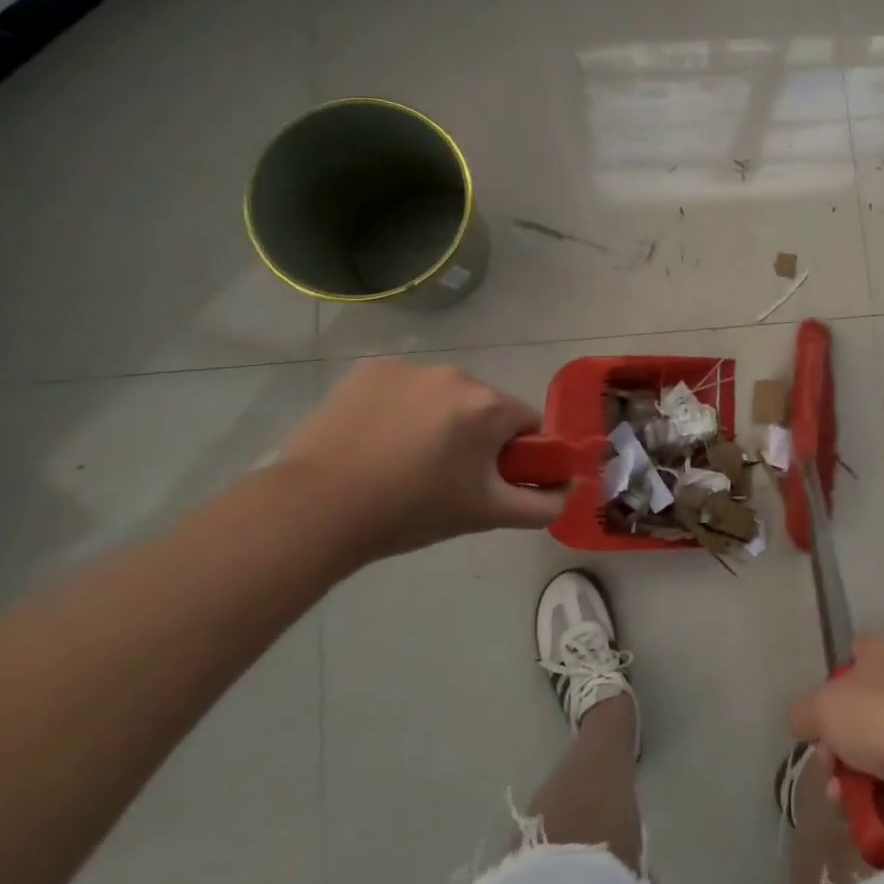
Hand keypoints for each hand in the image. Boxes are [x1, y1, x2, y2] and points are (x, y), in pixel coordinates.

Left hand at [278, 359, 568, 562]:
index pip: (526, 423)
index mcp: (489, 406)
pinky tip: (374, 440)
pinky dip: (399, 408)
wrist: (315, 509)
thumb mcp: (485, 515)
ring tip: (401, 461)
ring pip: (443, 396)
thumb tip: (568, 492)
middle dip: (474, 436)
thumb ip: (541, 505)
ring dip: (437, 420)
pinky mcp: (369, 369)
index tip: (484, 481)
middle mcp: (456, 375)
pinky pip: (403, 387)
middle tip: (442, 478)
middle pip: (484, 406)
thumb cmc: (410, 511)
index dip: (513, 454)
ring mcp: (409, 368)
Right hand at [788, 636, 883, 812]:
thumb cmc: (876, 716)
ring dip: (845, 773)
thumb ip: (803, 712)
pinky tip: (855, 808)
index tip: (819, 707)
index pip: (854, 653)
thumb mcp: (821, 706)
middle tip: (827, 758)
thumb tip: (805, 722)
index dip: (832, 680)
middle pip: (854, 709)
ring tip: (838, 793)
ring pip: (867, 748)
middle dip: (832, 740)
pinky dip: (868, 794)